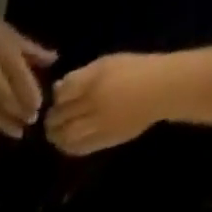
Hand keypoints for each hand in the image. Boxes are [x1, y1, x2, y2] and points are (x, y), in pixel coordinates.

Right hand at [0, 3, 54, 137]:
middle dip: (19, 112)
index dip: (30, 95)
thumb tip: (54, 59)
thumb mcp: (13, 38)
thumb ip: (33, 52)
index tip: (38, 106)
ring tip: (17, 133)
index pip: (20, 78)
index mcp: (5, 55)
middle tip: (30, 122)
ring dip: (5, 124)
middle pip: (6, 99)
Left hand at [46, 53, 172, 154]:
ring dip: (56, 137)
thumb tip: (57, 89)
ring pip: (66, 135)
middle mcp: (94, 102)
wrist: (161, 89)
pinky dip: (68, 147)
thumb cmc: (136, 71)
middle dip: (51, 120)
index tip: (57, 100)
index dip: (57, 98)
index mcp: (95, 79)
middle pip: (61, 116)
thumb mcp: (108, 64)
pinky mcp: (103, 140)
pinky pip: (78, 148)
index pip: (63, 92)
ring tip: (55, 134)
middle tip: (50, 121)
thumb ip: (82, 76)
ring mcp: (98, 123)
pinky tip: (66, 143)